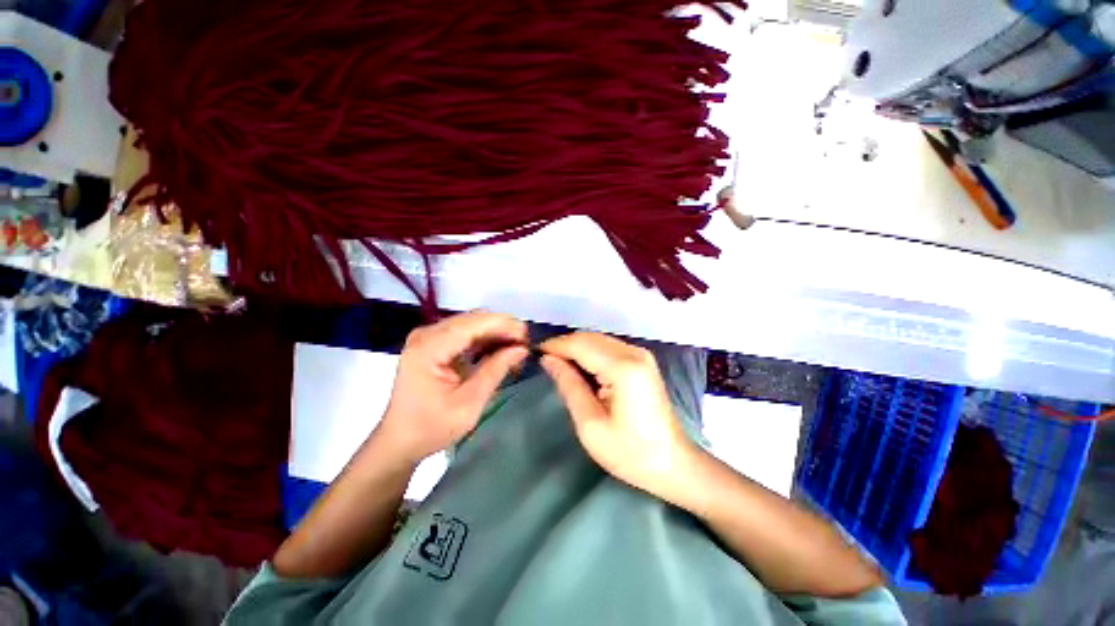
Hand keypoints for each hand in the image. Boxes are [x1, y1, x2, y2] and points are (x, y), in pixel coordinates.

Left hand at [378, 311, 528, 463]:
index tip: (527, 336)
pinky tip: (500, 350)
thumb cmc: (432, 428)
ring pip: (472, 323)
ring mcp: (429, 337)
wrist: (401, 440)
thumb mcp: (470, 403)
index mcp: (428, 348)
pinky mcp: (434, 343)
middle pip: (473, 320)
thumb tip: (522, 349)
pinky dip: (485, 339)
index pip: (472, 325)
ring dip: (496, 333)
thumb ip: (496, 370)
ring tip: (516, 348)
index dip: (503, 325)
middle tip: (524, 345)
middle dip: (502, 328)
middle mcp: (426, 334)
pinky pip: (465, 333)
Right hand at [540, 332, 695, 499]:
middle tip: (546, 363)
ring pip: (598, 339)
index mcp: (623, 368)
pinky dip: (591, 353)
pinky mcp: (643, 360)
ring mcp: (641, 354)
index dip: (555, 346)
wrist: (674, 464)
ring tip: (560, 367)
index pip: (580, 344)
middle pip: (590, 337)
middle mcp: (634, 352)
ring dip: (577, 349)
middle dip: (565, 346)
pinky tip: (582, 369)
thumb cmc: (630, 453)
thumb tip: (548, 360)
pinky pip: (609, 347)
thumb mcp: (590, 424)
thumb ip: (568, 385)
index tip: (535, 354)